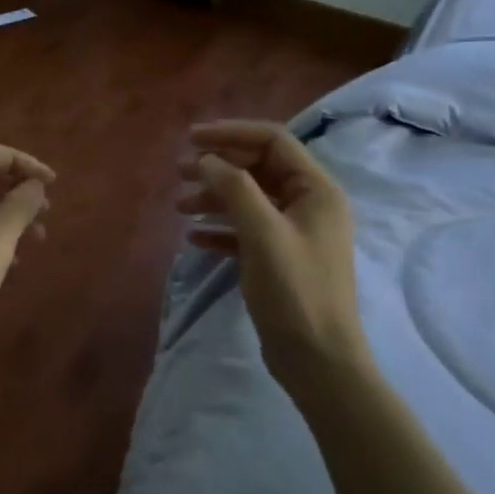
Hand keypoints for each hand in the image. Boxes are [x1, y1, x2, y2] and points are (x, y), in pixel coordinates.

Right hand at [176, 121, 368, 393]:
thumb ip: (235, 189)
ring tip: (178, 206)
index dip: (231, 134)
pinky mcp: (278, 259)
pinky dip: (220, 229)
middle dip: (217, 166)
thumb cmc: (295, 291)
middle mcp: (308, 205)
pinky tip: (193, 237)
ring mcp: (294, 233)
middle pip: (258, 169)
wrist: (317, 359)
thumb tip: (206, 160)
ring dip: (214, 197)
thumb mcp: (263, 233)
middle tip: (177, 171)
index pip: (272, 142)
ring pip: (248, 200)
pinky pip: (245, 231)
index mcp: (316, 190)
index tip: (190, 139)